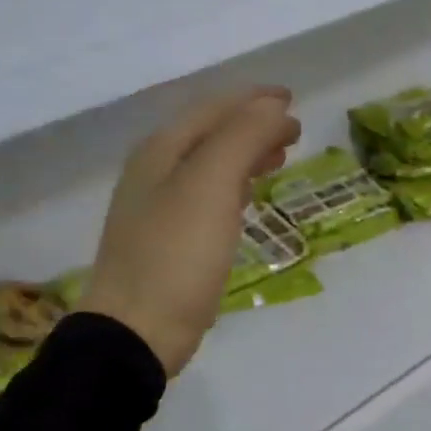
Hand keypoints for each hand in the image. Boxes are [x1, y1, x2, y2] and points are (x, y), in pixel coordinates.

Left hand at [79, 88, 301, 376]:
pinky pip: (208, 199)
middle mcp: (155, 173)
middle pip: (210, 135)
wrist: (138, 329)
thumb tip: (275, 109)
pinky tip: (247, 199)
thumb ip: (243, 138)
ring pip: (210, 167)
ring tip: (279, 159)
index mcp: (161, 151)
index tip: (292, 101)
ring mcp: (159, 211)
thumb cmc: (176, 254)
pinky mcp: (170, 244)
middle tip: (293, 130)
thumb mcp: (211, 185)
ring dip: (245, 156)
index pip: (213, 110)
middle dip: (252, 126)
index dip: (254, 101)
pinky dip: (234, 188)